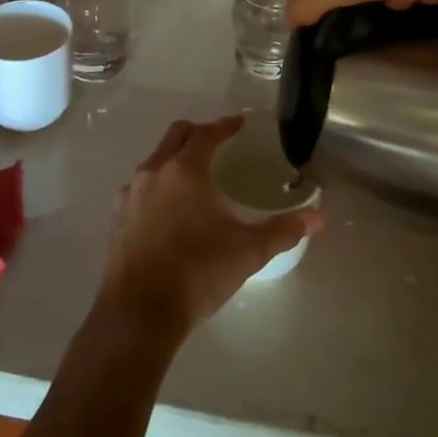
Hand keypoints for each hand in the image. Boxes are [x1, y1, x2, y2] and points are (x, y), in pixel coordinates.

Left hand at [97, 116, 323, 340]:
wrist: (139, 313)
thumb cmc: (197, 272)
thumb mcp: (247, 252)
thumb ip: (282, 230)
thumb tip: (318, 218)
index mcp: (185, 170)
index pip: (207, 134)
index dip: (225, 126)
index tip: (239, 123)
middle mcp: (154, 171)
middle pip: (176, 136)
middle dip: (198, 133)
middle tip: (218, 142)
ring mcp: (131, 194)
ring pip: (155, 159)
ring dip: (175, 157)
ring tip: (196, 176)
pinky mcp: (119, 217)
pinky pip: (141, 186)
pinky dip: (159, 184)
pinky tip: (170, 208)